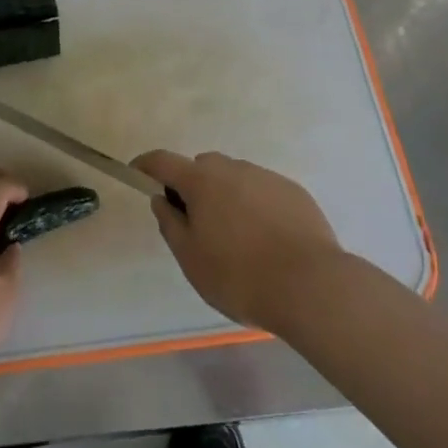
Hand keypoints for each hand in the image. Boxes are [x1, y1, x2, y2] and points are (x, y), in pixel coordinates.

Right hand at [134, 150, 342, 333]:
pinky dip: (255, 206)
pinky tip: (265, 239)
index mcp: (202, 181)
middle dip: (193, 186)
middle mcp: (234, 169)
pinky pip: (263, 191)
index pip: (164, 161)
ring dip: (226, 196)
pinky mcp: (294, 192)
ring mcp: (267, 178)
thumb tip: (162, 200)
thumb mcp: (191, 259)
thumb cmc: (239, 276)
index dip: (146, 165)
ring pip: (235, 178)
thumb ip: (171, 224)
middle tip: (195, 223)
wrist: (311, 286)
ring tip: (235, 237)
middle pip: (203, 167)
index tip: (137, 173)